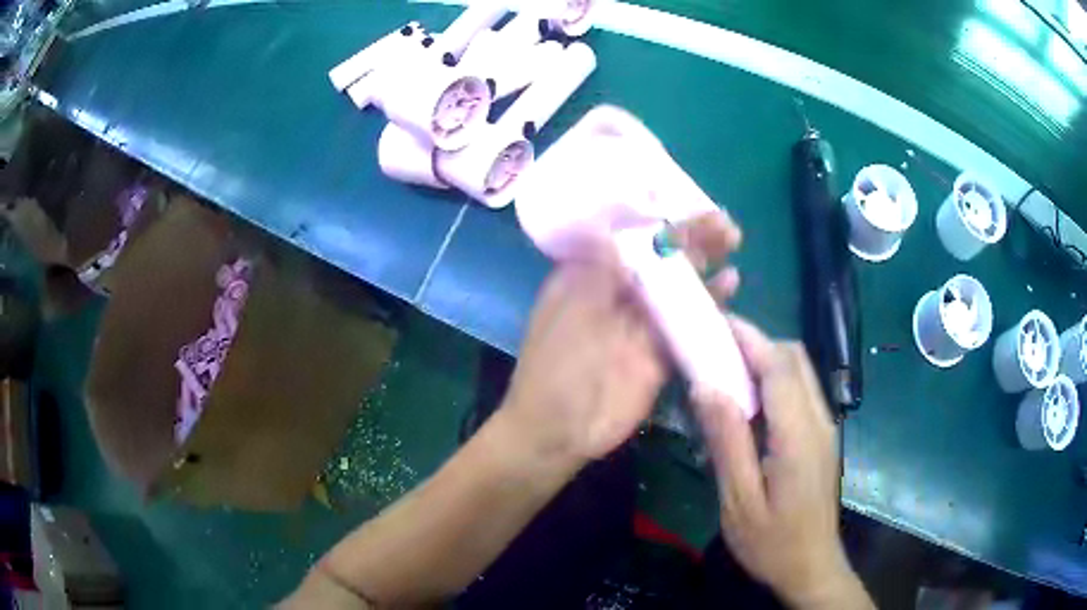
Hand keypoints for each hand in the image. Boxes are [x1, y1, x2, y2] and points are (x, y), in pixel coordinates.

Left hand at [501, 212, 741, 464]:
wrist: (559, 430)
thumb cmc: (555, 366)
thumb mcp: (570, 309)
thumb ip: (601, 270)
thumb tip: (626, 228)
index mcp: (590, 277)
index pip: (630, 239)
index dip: (661, 222)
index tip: (690, 207)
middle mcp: (619, 295)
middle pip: (661, 260)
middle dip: (691, 239)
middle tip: (724, 225)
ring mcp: (642, 324)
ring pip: (679, 287)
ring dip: (705, 265)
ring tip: (731, 243)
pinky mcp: (661, 353)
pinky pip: (689, 323)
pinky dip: (710, 305)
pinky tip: (729, 286)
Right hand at [693, 318, 873, 609]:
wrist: (811, 567)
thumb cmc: (771, 543)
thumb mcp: (739, 501)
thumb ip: (727, 442)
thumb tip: (707, 387)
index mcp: (799, 436)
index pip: (779, 366)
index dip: (749, 337)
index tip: (715, 322)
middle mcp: (819, 420)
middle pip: (795, 358)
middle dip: (756, 343)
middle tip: (715, 350)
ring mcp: (825, 427)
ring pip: (800, 371)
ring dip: (766, 360)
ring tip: (726, 371)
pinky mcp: (822, 437)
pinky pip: (800, 392)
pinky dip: (774, 381)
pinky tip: (748, 404)